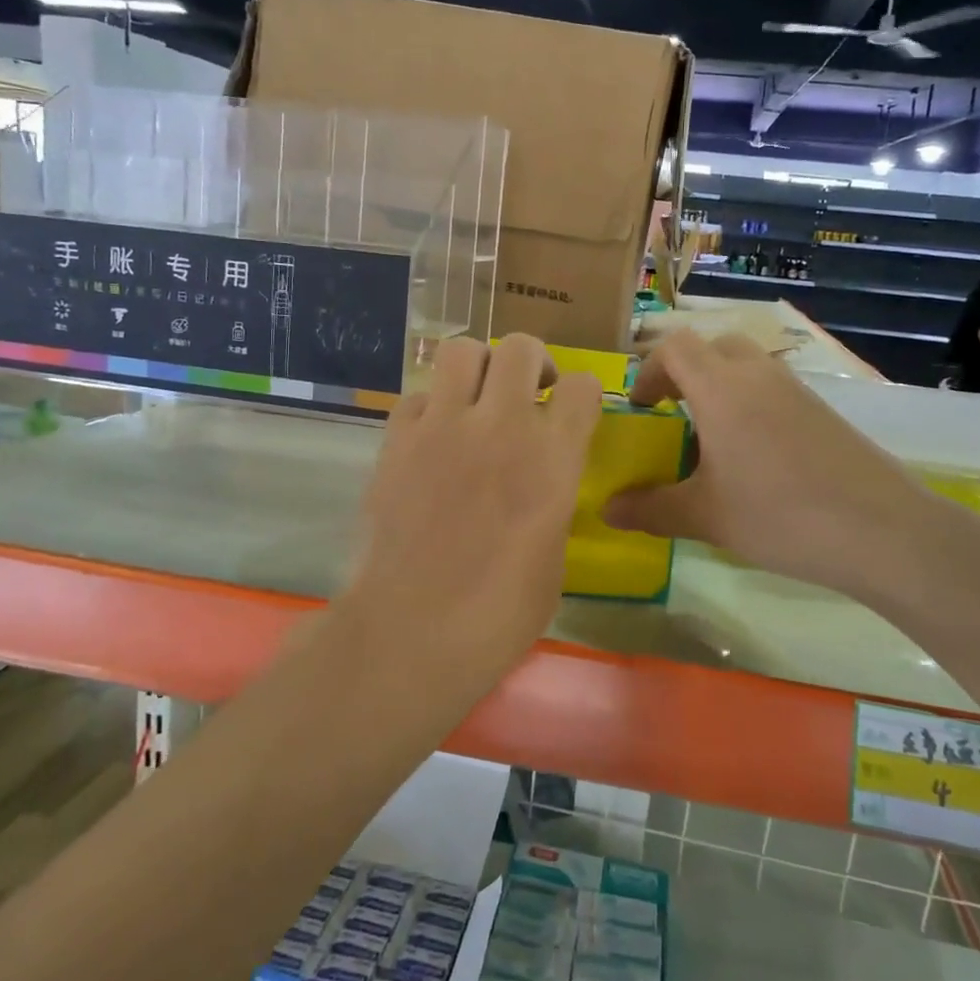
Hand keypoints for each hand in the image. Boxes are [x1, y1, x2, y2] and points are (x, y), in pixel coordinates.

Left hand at [344, 334, 601, 683]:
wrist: (413, 632)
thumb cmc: (500, 613)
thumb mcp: (553, 557)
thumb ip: (552, 501)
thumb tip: (540, 482)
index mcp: (553, 457)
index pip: (582, 385)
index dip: (581, 394)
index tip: (571, 412)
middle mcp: (502, 425)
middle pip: (521, 347)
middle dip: (532, 363)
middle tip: (527, 392)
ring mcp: (443, 426)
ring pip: (462, 351)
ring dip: (478, 368)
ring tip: (477, 399)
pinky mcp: (396, 440)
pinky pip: (417, 397)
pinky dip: (430, 408)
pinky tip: (432, 438)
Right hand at [603, 332, 951, 603]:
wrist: (882, 530)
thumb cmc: (779, 515)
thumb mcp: (705, 516)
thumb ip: (651, 509)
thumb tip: (607, 510)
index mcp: (721, 388)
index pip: (675, 347)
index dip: (649, 370)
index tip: (642, 410)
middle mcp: (758, 375)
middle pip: (713, 347)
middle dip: (685, 372)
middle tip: (674, 415)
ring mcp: (797, 389)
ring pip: (747, 366)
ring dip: (721, 387)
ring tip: (713, 440)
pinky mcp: (824, 410)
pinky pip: (774, 389)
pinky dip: (752, 404)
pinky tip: (757, 458)